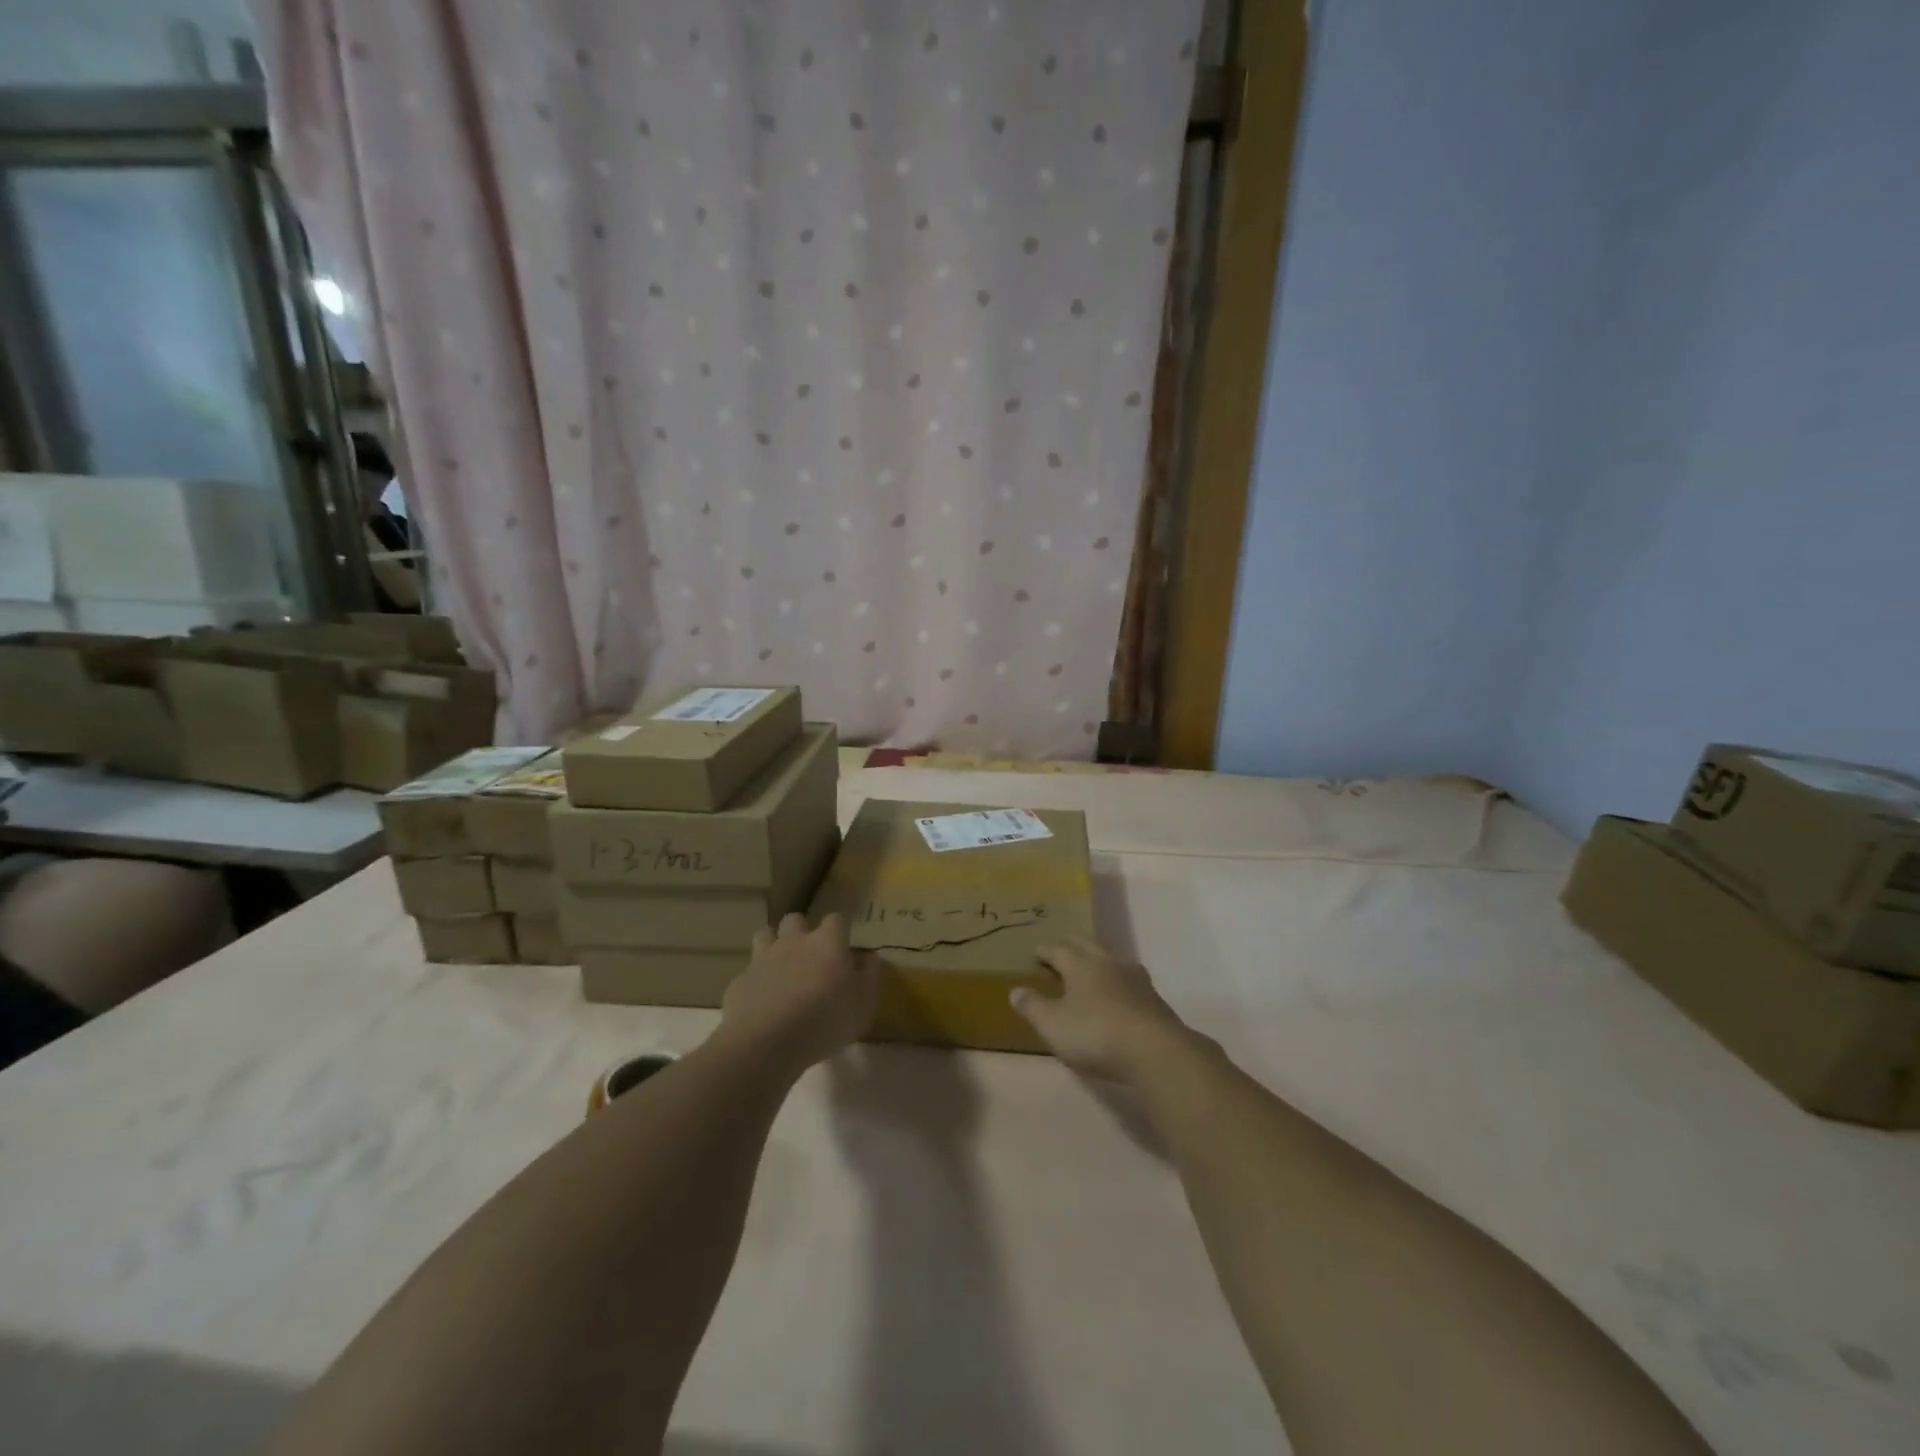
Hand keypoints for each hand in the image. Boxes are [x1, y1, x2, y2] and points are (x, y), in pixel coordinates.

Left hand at [719, 913, 877, 1072]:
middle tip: (810, 953)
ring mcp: (762, 959)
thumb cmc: (825, 1018)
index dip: (841, 928)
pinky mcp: (740, 982)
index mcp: (826, 942)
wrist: (766, 1042)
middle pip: (795, 919)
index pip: (837, 919)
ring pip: (765, 935)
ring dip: (773, 945)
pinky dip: (756, 982)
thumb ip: (869, 975)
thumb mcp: (864, 1002)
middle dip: (802, 930)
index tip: (846, 941)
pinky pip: (748, 973)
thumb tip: (869, 957)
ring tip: (781, 967)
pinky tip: (761, 1001)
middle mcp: (793, 942)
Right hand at [1010, 940, 1194, 1082]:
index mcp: (1081, 964)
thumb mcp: (1053, 1024)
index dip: (1045, 951)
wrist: (1155, 1050)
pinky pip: (1129, 982)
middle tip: (1062, 951)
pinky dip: (1118, 984)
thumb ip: (1033, 1006)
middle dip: (1073, 947)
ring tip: (1091, 970)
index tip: (1036, 952)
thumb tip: (1015, 990)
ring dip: (1098, 963)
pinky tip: (1117, 996)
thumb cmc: (1095, 1033)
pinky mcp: (1153, 998)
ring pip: (1112, 961)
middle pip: (1088, 946)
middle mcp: (1108, 963)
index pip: (1059, 950)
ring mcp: (1135, 979)